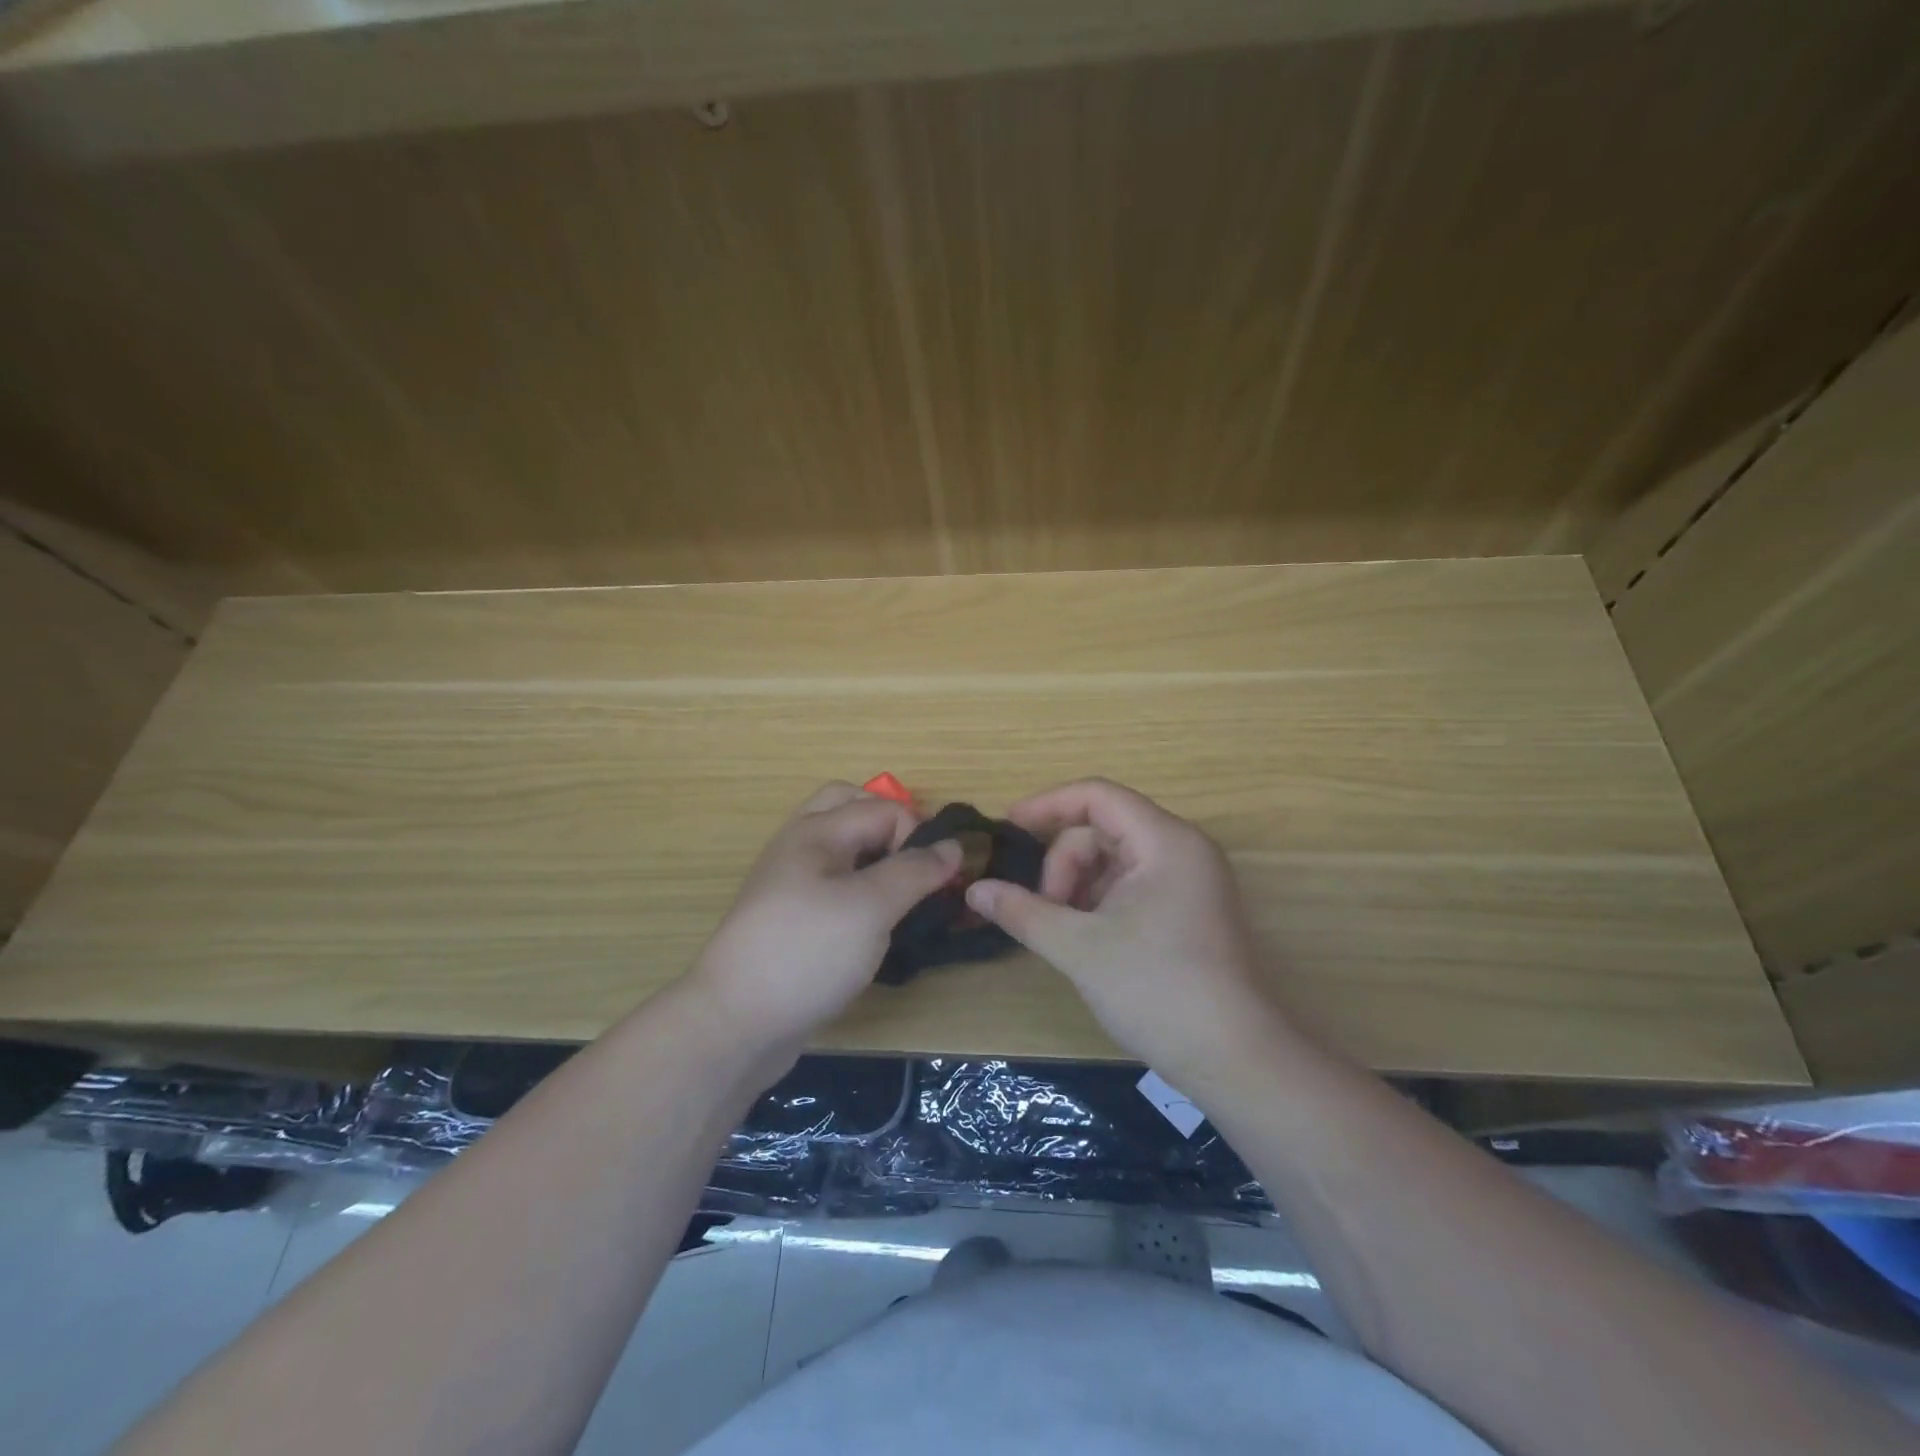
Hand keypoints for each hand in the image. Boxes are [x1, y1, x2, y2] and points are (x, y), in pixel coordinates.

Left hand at [691, 782, 960, 1052]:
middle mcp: (801, 845)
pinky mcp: (792, 918)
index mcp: (817, 831)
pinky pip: (833, 883)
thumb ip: (915, 871)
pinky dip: (860, 888)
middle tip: (917, 869)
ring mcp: (791, 883)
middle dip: (893, 829)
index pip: (886, 808)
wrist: (736, 1023)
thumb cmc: (807, 953)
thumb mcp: (870, 907)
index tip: (936, 882)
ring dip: (877, 858)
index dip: (919, 837)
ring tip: (902, 895)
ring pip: (843, 848)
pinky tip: (876, 924)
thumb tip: (953, 846)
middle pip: (853, 809)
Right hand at [965, 777, 1291, 1083]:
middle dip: (1064, 864)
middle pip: (1103, 829)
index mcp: (1165, 841)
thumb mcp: (1078, 947)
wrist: (1234, 1059)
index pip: (1097, 796)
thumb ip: (1022, 911)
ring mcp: (1190, 880)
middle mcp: (1182, 849)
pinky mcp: (1190, 909)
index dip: (1047, 805)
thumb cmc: (1155, 989)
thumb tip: (974, 891)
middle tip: (1046, 912)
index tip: (1007, 829)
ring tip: (1065, 932)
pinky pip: (1133, 883)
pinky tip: (1088, 939)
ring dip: (1079, 886)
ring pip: (1115, 859)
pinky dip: (1101, 901)